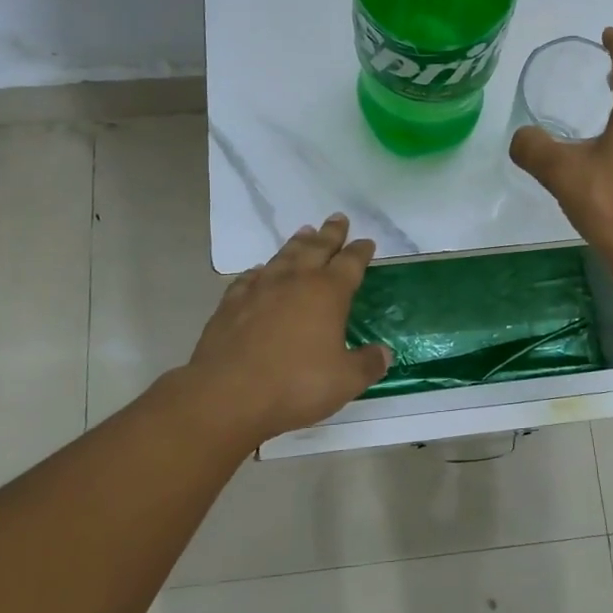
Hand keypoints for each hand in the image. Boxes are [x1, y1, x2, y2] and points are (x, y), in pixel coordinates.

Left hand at [185, 214, 392, 440]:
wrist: (227, 394)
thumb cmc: (295, 385)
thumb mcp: (345, 381)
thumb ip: (368, 364)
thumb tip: (384, 353)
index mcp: (328, 293)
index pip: (350, 263)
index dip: (360, 251)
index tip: (366, 242)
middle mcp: (295, 281)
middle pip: (317, 248)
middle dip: (330, 233)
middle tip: (338, 218)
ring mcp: (260, 289)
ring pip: (284, 256)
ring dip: (297, 243)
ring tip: (305, 231)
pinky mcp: (232, 303)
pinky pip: (250, 277)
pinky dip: (260, 271)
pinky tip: (260, 271)